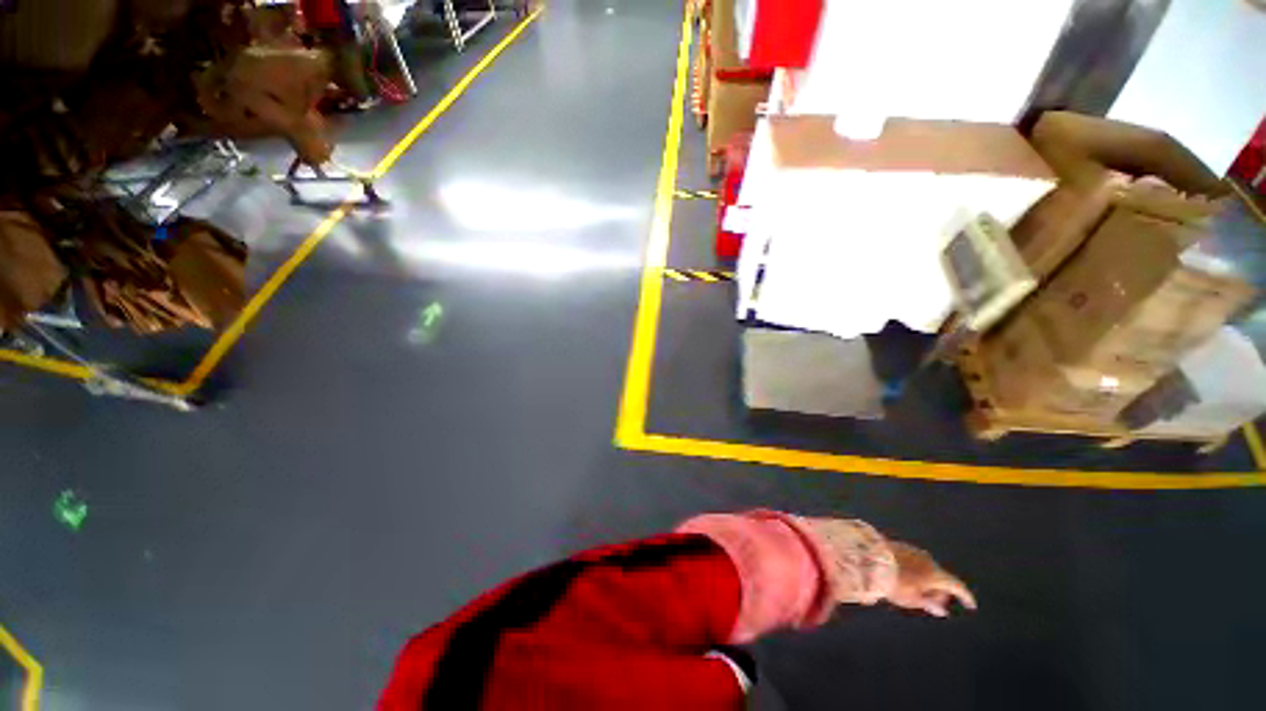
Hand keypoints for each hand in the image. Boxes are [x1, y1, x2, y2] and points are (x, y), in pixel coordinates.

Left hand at [885, 542, 976, 616]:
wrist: (868, 557)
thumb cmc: (892, 582)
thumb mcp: (911, 599)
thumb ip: (928, 604)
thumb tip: (942, 610)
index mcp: (935, 573)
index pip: (957, 585)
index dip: (965, 596)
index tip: (970, 605)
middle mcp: (928, 559)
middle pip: (941, 577)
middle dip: (940, 591)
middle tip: (932, 603)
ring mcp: (913, 550)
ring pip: (926, 568)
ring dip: (926, 580)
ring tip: (915, 591)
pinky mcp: (901, 546)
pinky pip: (914, 561)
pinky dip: (915, 571)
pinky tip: (905, 577)